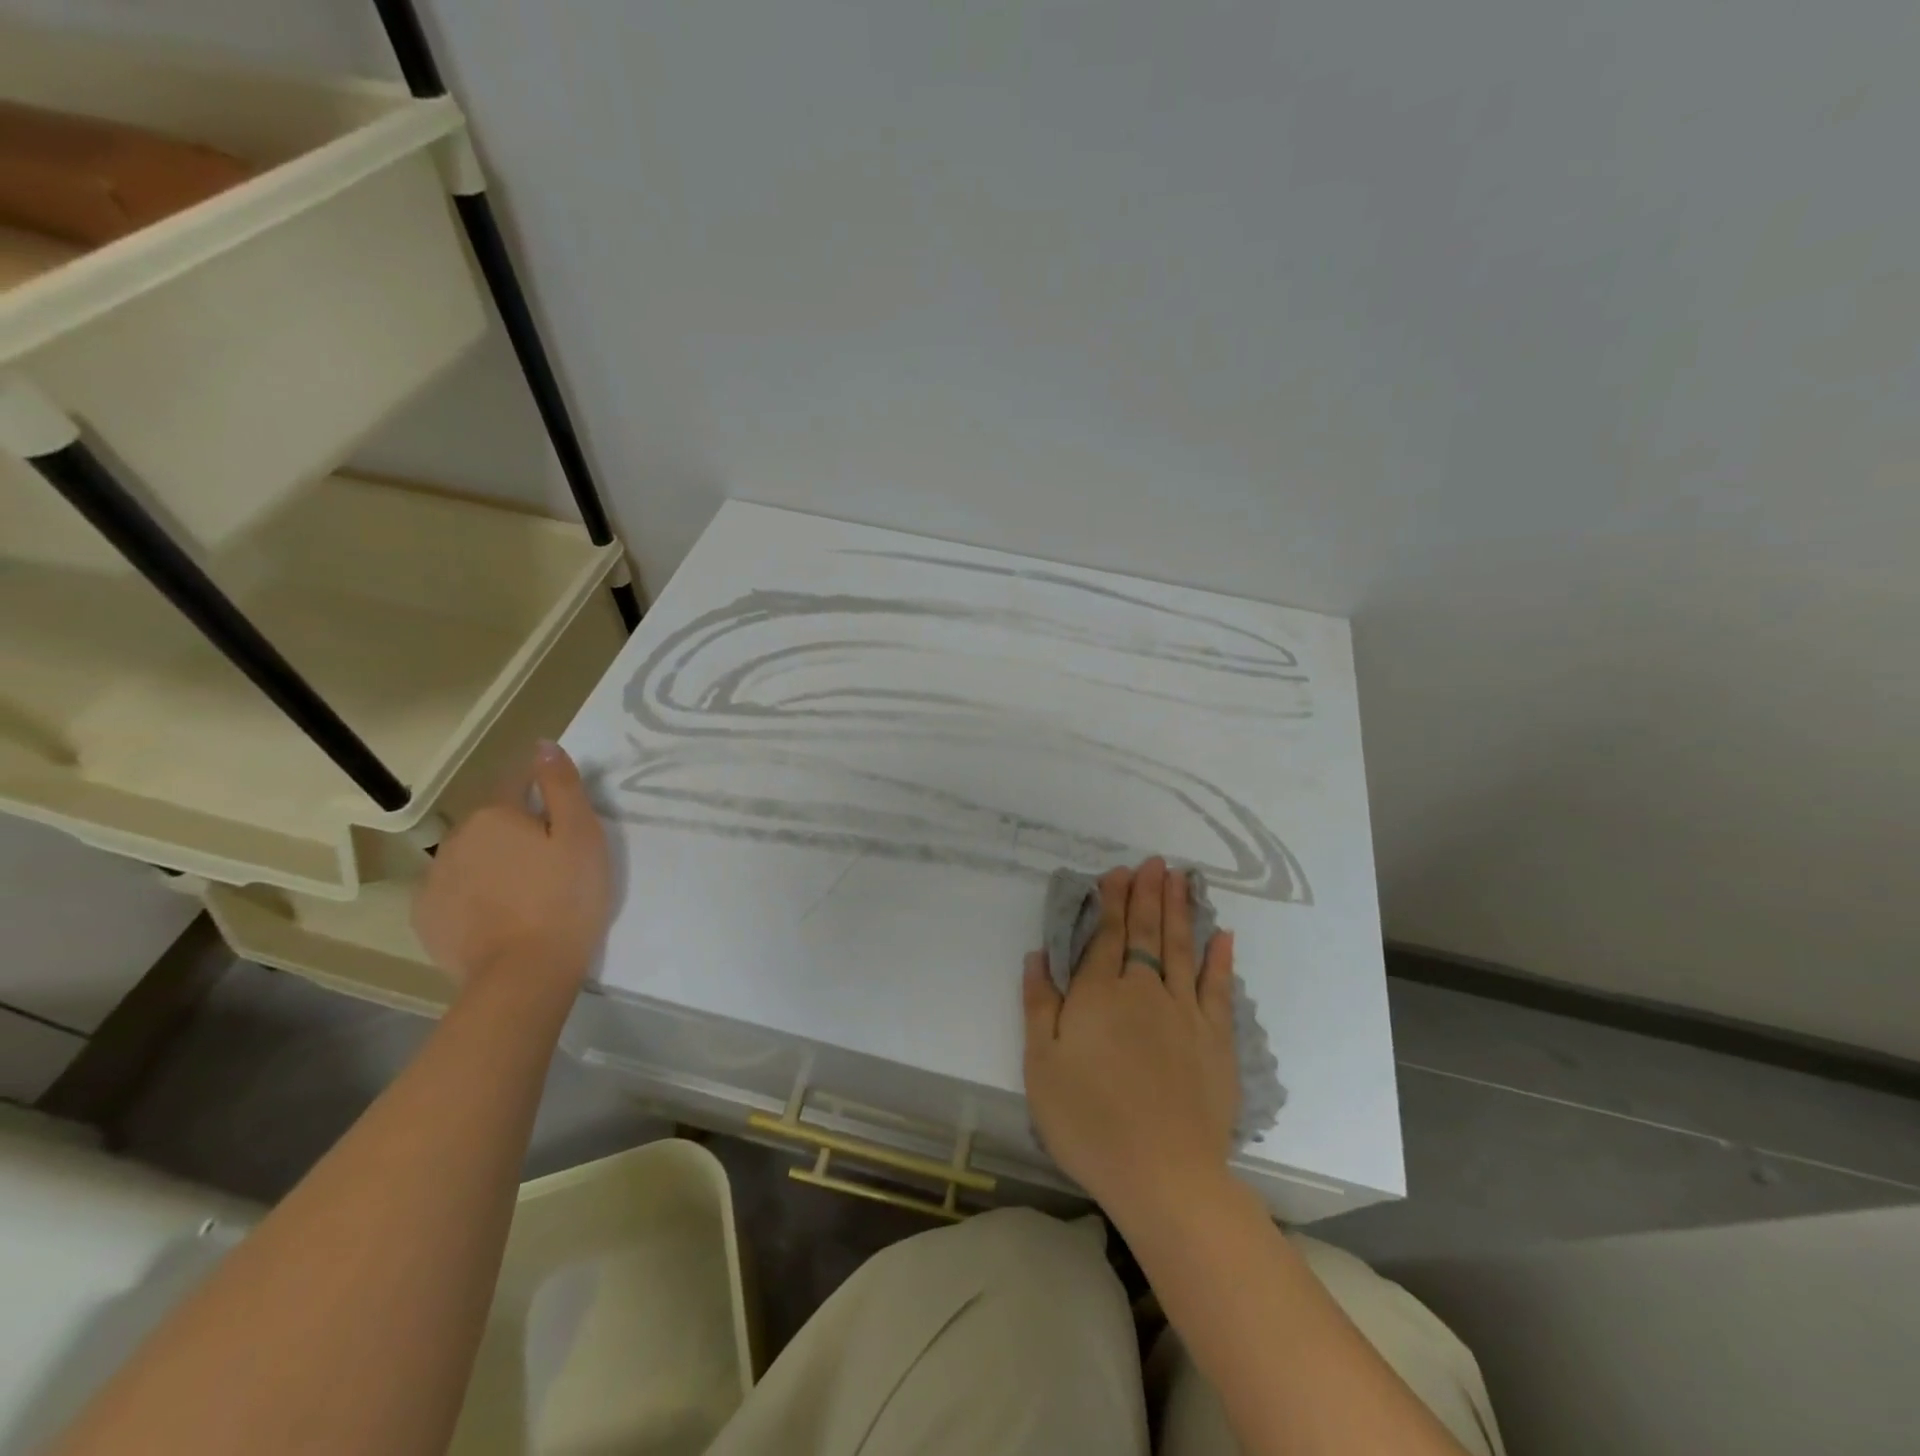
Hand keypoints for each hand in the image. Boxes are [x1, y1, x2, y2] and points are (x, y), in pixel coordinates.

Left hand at [413, 741, 610, 996]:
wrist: (524, 974)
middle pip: (493, 821)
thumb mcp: (582, 836)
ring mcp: (435, 879)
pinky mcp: (427, 916)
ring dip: (495, 862)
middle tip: (553, 861)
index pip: (516, 781)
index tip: (563, 813)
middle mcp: (457, 838)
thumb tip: (543, 745)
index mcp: (496, 814)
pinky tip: (499, 915)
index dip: (541, 790)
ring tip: (527, 892)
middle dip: (518, 830)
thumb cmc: (566, 898)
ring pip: (472, 856)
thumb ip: (561, 786)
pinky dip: (474, 894)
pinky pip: (455, 890)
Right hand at [1022, 858, 1240, 1224]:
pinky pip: (1218, 988)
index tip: (1118, 872)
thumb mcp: (1041, 1064)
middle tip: (1154, 862)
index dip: (1112, 901)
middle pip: (1145, 932)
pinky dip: (1220, 959)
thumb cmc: (1088, 1120)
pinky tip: (1223, 935)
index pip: (1106, 935)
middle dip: (1148, 894)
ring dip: (1180, 910)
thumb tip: (1037, 955)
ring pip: (1180, 947)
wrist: (1161, 1173)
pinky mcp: (1215, 1039)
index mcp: (1098, 994)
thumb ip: (1039, 1004)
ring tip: (1181, 879)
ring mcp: (1184, 1011)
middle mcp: (1143, 990)